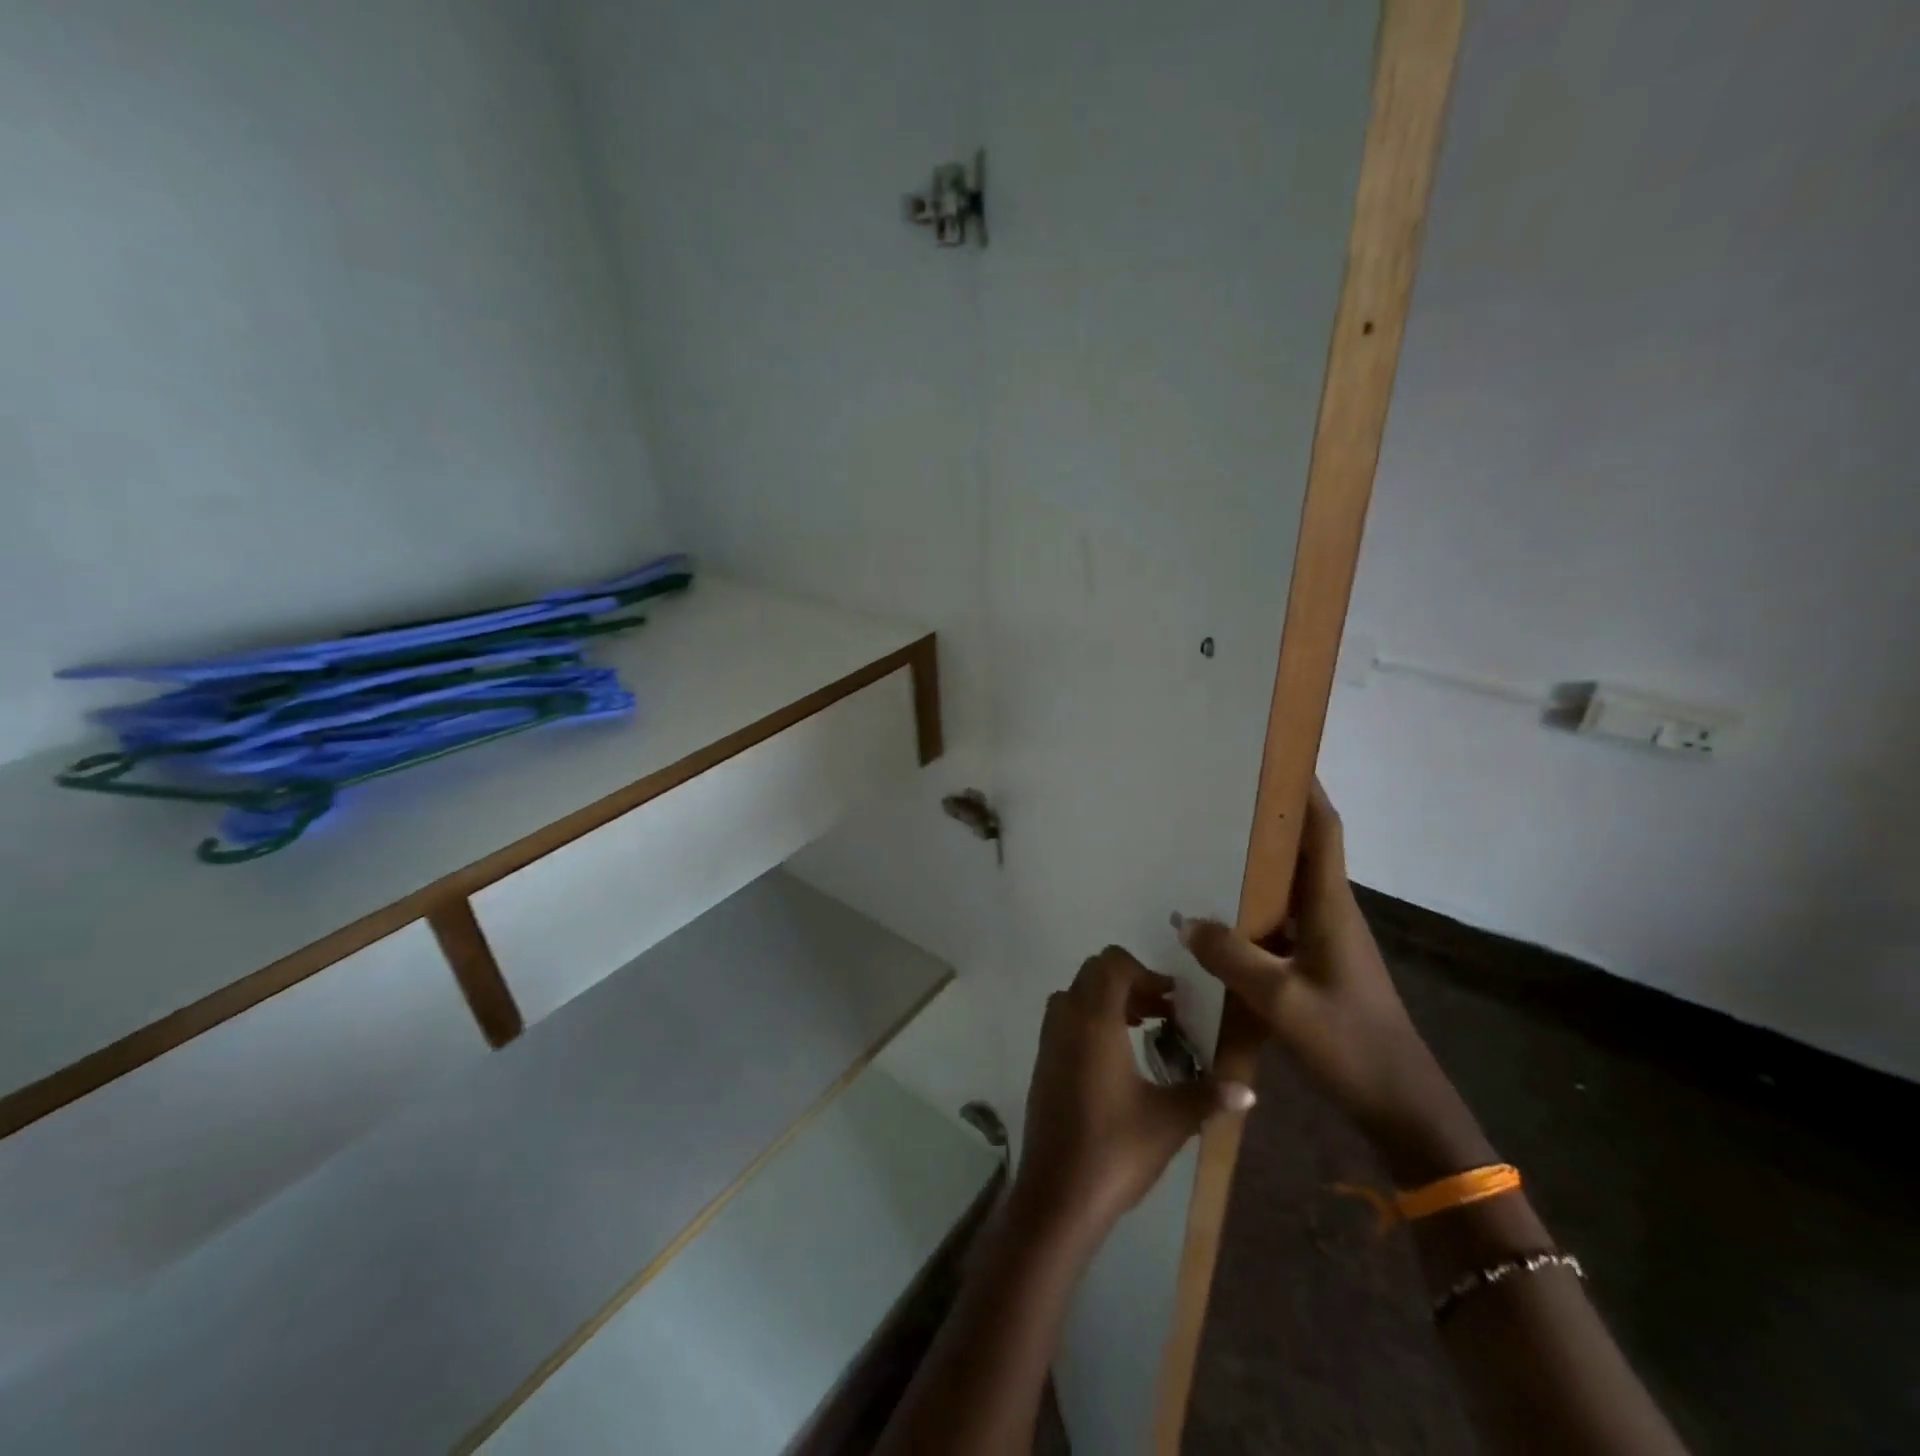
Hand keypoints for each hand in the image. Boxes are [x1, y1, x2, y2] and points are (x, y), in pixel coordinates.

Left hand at [1012, 947, 1255, 1243]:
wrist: (1057, 1193)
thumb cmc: (1115, 1149)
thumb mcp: (1170, 1121)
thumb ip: (1208, 1096)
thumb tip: (1249, 1090)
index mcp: (1093, 1021)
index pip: (1112, 964)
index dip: (1145, 972)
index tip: (1174, 1000)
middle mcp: (1065, 1020)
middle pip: (1093, 973)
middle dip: (1129, 983)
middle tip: (1163, 1012)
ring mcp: (1048, 1040)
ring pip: (1076, 995)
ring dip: (1109, 1000)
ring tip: (1146, 1029)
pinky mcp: (1042, 1062)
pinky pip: (1065, 1019)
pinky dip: (1091, 1019)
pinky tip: (1119, 1057)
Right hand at [1175, 781, 1493, 1182]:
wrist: (1401, 1105)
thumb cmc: (1349, 1043)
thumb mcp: (1281, 1000)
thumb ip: (1231, 956)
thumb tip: (1186, 919)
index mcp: (1331, 908)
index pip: (1323, 831)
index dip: (1305, 790)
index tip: (1278, 756)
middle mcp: (1330, 914)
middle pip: (1303, 851)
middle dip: (1269, 819)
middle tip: (1220, 796)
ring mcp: (1325, 941)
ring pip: (1288, 887)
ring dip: (1257, 865)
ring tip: (1207, 846)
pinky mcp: (1316, 966)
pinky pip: (1278, 922)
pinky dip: (1251, 908)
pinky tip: (1216, 918)